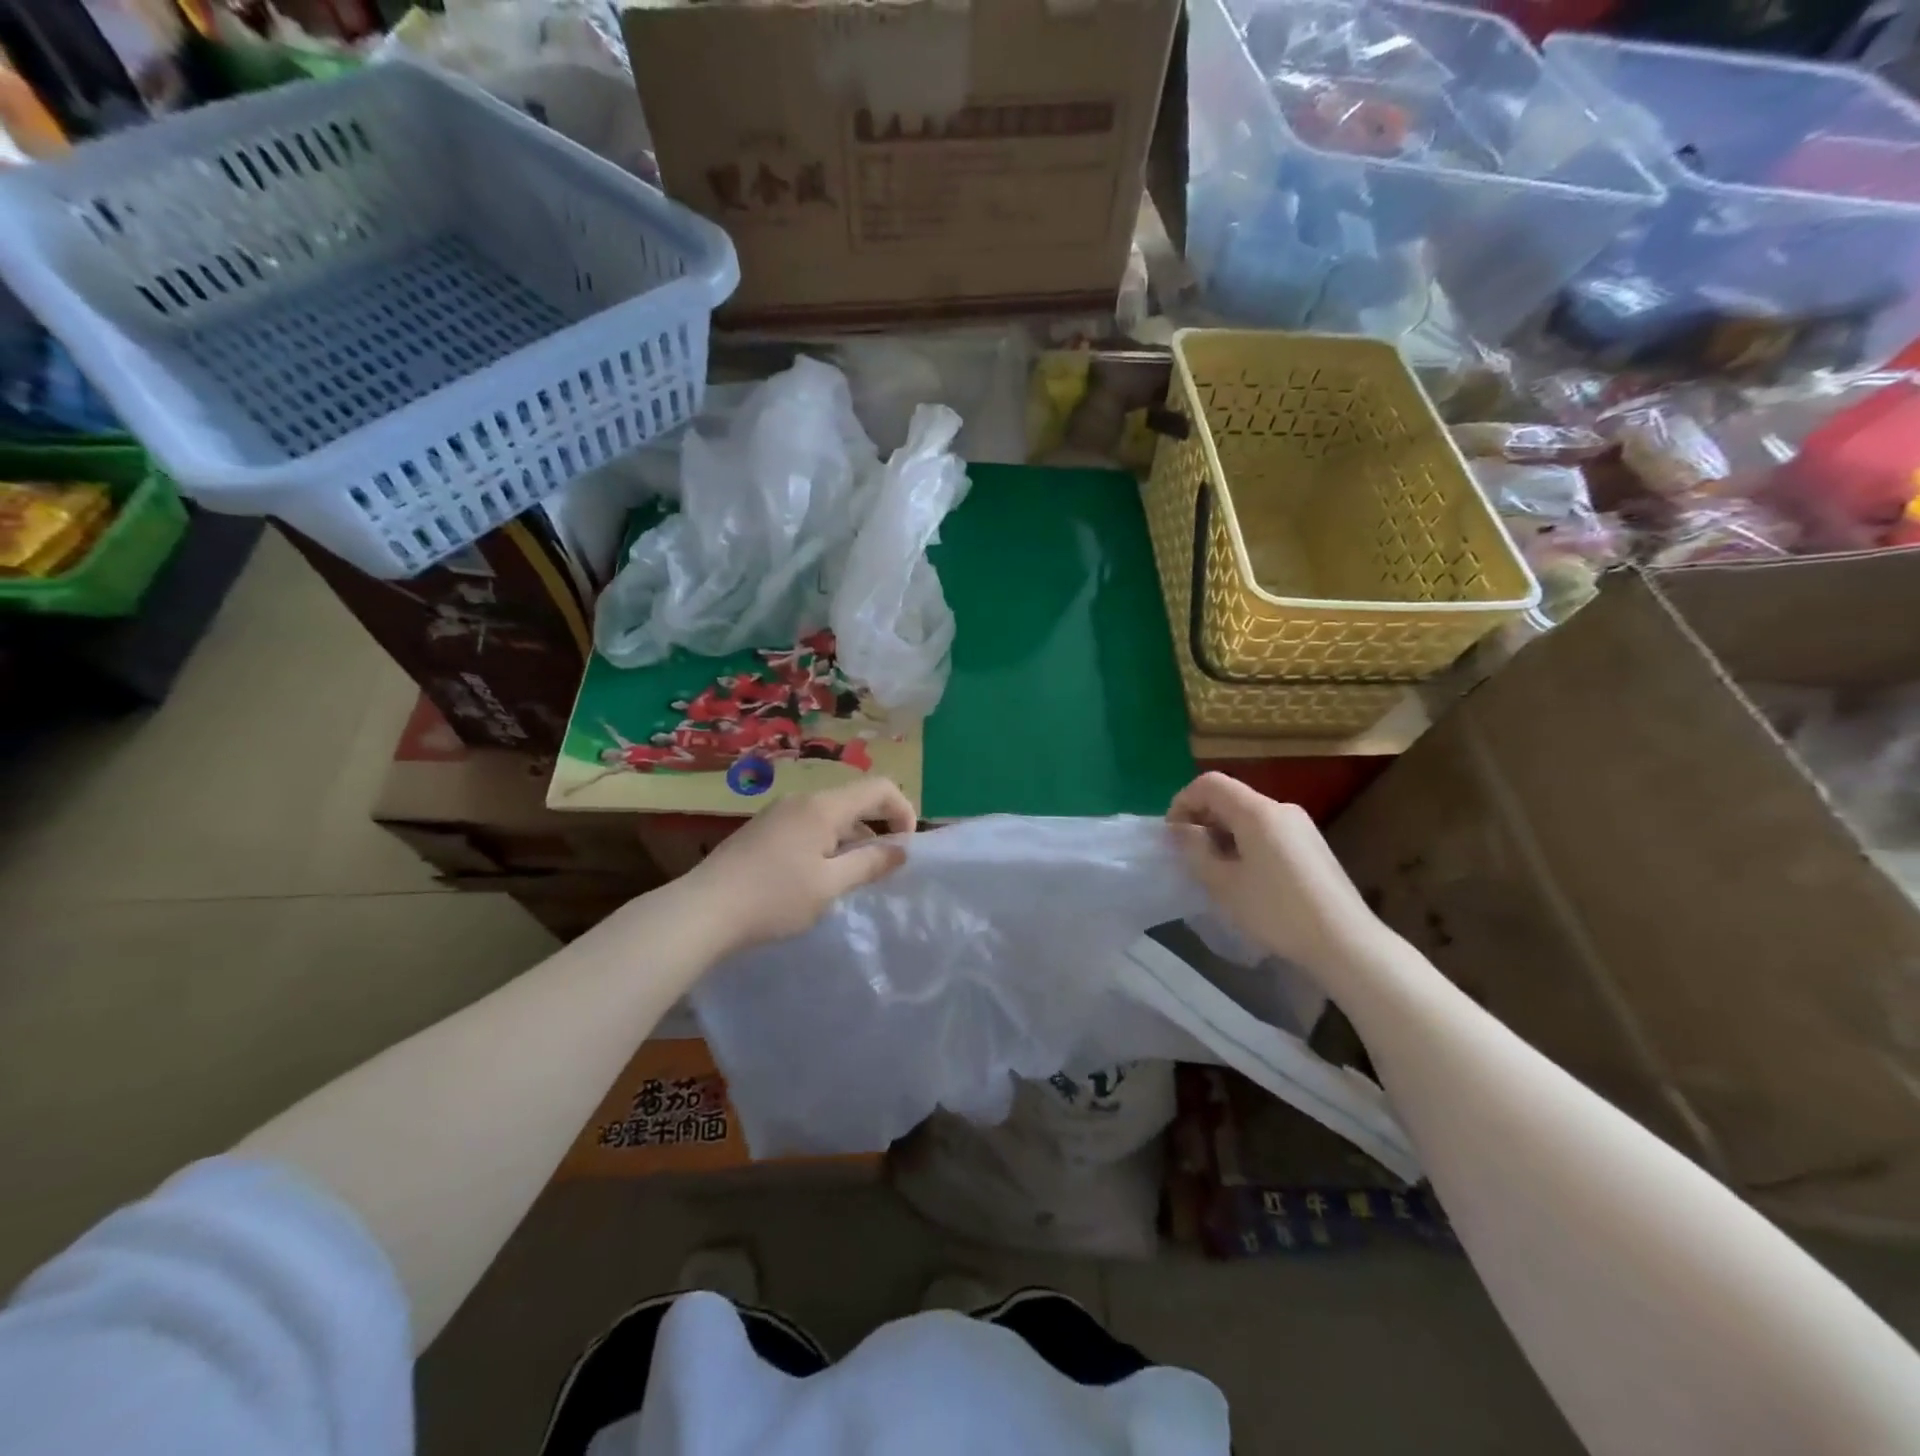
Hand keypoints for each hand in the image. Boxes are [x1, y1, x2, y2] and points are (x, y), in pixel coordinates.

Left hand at [683, 777, 916, 957]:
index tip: (906, 848)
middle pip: (854, 801)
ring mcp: (779, 813)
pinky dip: (826, 844)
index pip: (879, 788)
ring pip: (831, 816)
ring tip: (849, 881)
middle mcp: (802, 800)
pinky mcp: (763, 829)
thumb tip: (901, 850)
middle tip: (881, 870)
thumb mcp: (830, 886)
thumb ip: (870, 864)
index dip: (903, 811)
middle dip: (877, 829)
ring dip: (850, 841)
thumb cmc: (774, 898)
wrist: (703, 910)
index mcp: (823, 806)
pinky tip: (815, 879)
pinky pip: (808, 826)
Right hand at [1169, 772, 1386, 978]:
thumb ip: (1195, 850)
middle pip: (1230, 797)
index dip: (1183, 802)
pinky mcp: (1311, 845)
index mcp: (1257, 811)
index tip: (1173, 836)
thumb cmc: (1277, 911)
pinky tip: (1245, 877)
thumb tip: (1181, 830)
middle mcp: (1281, 808)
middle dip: (1202, 819)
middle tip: (1189, 856)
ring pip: (1248, 815)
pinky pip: (1267, 831)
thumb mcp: (1223, 884)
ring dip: (1223, 833)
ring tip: (1215, 870)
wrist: (1346, 942)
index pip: (1209, 783)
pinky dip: (1245, 842)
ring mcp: (1300, 826)